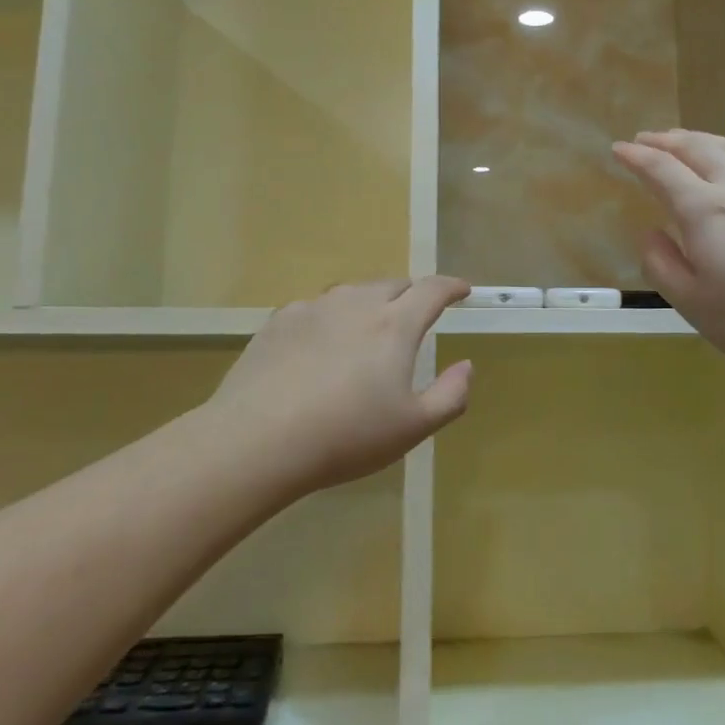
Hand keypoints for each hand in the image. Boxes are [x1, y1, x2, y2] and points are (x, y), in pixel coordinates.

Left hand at [203, 277, 472, 493]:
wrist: (258, 440)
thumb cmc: (346, 436)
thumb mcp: (413, 427)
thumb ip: (451, 395)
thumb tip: (466, 366)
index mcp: (395, 325)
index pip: (432, 290)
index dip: (451, 286)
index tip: (462, 290)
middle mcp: (356, 304)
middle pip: (393, 285)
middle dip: (412, 294)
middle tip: (418, 315)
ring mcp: (314, 309)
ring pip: (353, 293)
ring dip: (371, 302)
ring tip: (370, 328)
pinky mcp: (279, 321)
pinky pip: (316, 308)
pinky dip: (331, 317)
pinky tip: (322, 344)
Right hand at [612, 130, 724, 381]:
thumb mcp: (696, 306)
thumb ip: (664, 266)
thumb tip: (651, 233)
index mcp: (705, 210)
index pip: (662, 171)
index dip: (637, 157)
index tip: (620, 149)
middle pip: (698, 148)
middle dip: (667, 139)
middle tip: (648, 137)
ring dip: (702, 139)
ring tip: (687, 140)